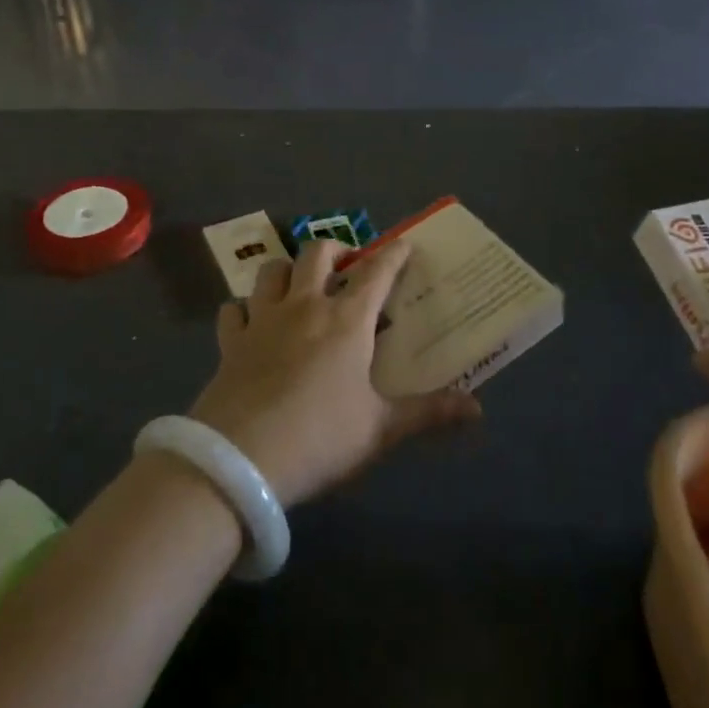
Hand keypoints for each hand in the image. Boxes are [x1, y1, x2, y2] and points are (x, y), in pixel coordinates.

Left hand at [188, 240, 481, 507]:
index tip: (404, 244)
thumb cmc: (320, 438)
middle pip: (317, 253)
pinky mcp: (231, 342)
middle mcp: (304, 307)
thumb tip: (477, 408)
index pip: (376, 272)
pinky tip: (251, 322)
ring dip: (288, 270)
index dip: (394, 253)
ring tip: (299, 285)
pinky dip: (244, 309)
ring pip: (271, 271)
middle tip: (347, 265)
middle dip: (336, 249)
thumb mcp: (380, 429)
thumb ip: (428, 413)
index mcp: (346, 321)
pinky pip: (234, 310)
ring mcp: (262, 320)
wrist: (239, 463)